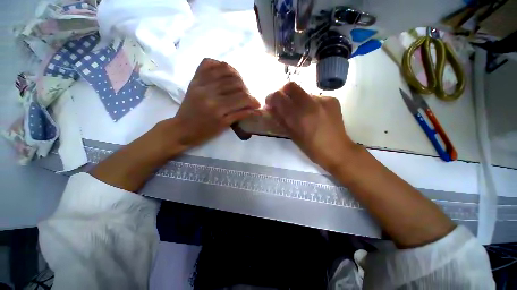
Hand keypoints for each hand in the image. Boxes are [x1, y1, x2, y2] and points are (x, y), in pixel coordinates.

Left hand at [174, 58, 259, 147]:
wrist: (182, 129)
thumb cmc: (204, 132)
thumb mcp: (224, 126)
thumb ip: (240, 115)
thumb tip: (256, 109)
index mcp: (218, 108)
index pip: (242, 98)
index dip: (253, 100)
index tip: (257, 103)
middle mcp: (209, 92)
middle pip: (235, 83)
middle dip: (246, 89)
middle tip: (247, 96)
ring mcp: (200, 83)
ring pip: (225, 70)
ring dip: (237, 76)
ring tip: (239, 84)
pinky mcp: (194, 79)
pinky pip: (208, 63)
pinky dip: (220, 65)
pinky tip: (226, 73)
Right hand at [265, 82, 357, 171]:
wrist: (338, 150)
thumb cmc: (312, 148)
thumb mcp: (292, 136)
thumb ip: (281, 120)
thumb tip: (272, 108)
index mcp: (298, 116)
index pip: (279, 96)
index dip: (271, 98)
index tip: (270, 103)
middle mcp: (310, 103)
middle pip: (291, 86)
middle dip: (283, 93)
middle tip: (282, 103)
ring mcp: (323, 100)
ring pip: (303, 92)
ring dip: (297, 100)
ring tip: (301, 112)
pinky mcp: (332, 99)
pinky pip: (314, 97)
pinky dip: (309, 103)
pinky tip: (313, 114)